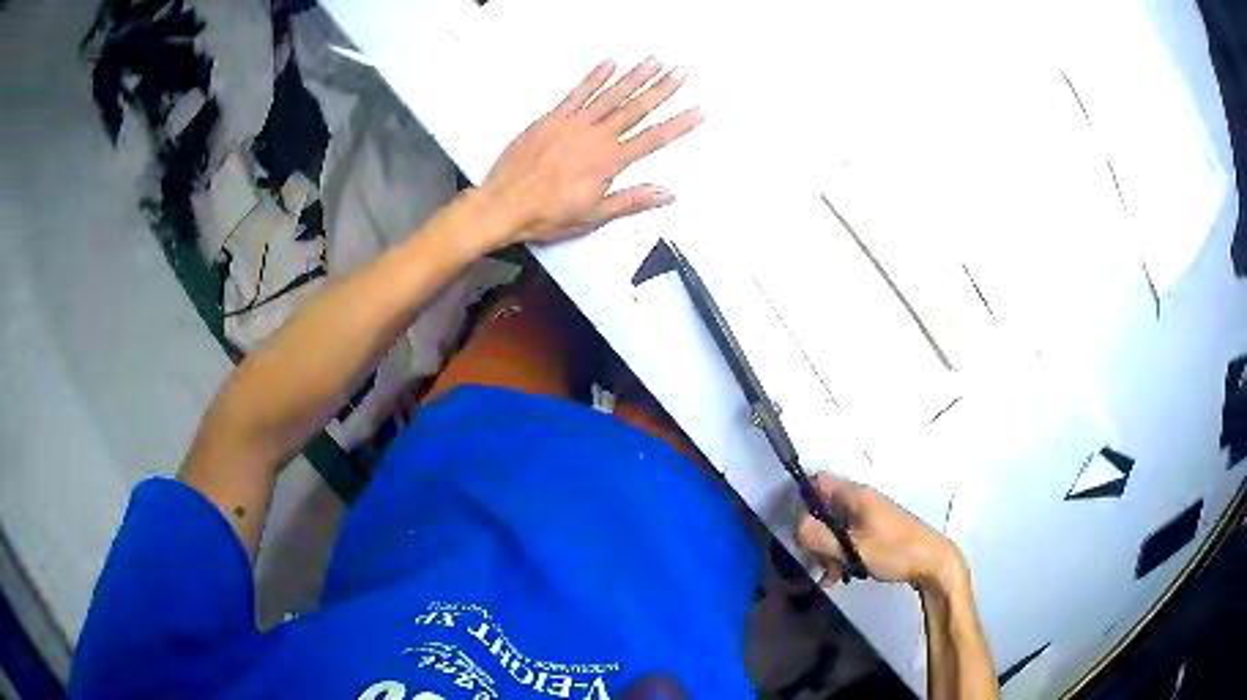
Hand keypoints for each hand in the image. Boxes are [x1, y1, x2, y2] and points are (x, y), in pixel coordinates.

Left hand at [477, 58, 704, 245]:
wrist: (503, 206)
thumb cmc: (546, 215)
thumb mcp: (593, 216)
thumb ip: (632, 200)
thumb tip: (667, 193)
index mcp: (608, 162)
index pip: (653, 139)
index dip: (679, 124)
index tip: (699, 110)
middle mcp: (595, 137)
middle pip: (636, 109)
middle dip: (662, 89)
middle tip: (682, 72)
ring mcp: (572, 124)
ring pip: (610, 95)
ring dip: (635, 77)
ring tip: (655, 60)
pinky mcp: (551, 118)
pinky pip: (577, 93)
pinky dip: (594, 77)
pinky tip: (610, 63)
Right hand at [795, 473, 964, 588]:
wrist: (932, 563)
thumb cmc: (893, 551)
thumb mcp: (851, 547)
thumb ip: (819, 536)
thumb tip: (796, 527)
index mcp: (855, 495)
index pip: (817, 482)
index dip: (803, 502)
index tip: (802, 531)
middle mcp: (861, 500)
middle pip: (824, 509)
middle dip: (816, 536)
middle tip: (819, 561)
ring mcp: (870, 516)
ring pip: (835, 528)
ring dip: (828, 550)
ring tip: (832, 575)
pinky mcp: (877, 532)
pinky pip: (849, 538)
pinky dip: (841, 555)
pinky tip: (841, 576)